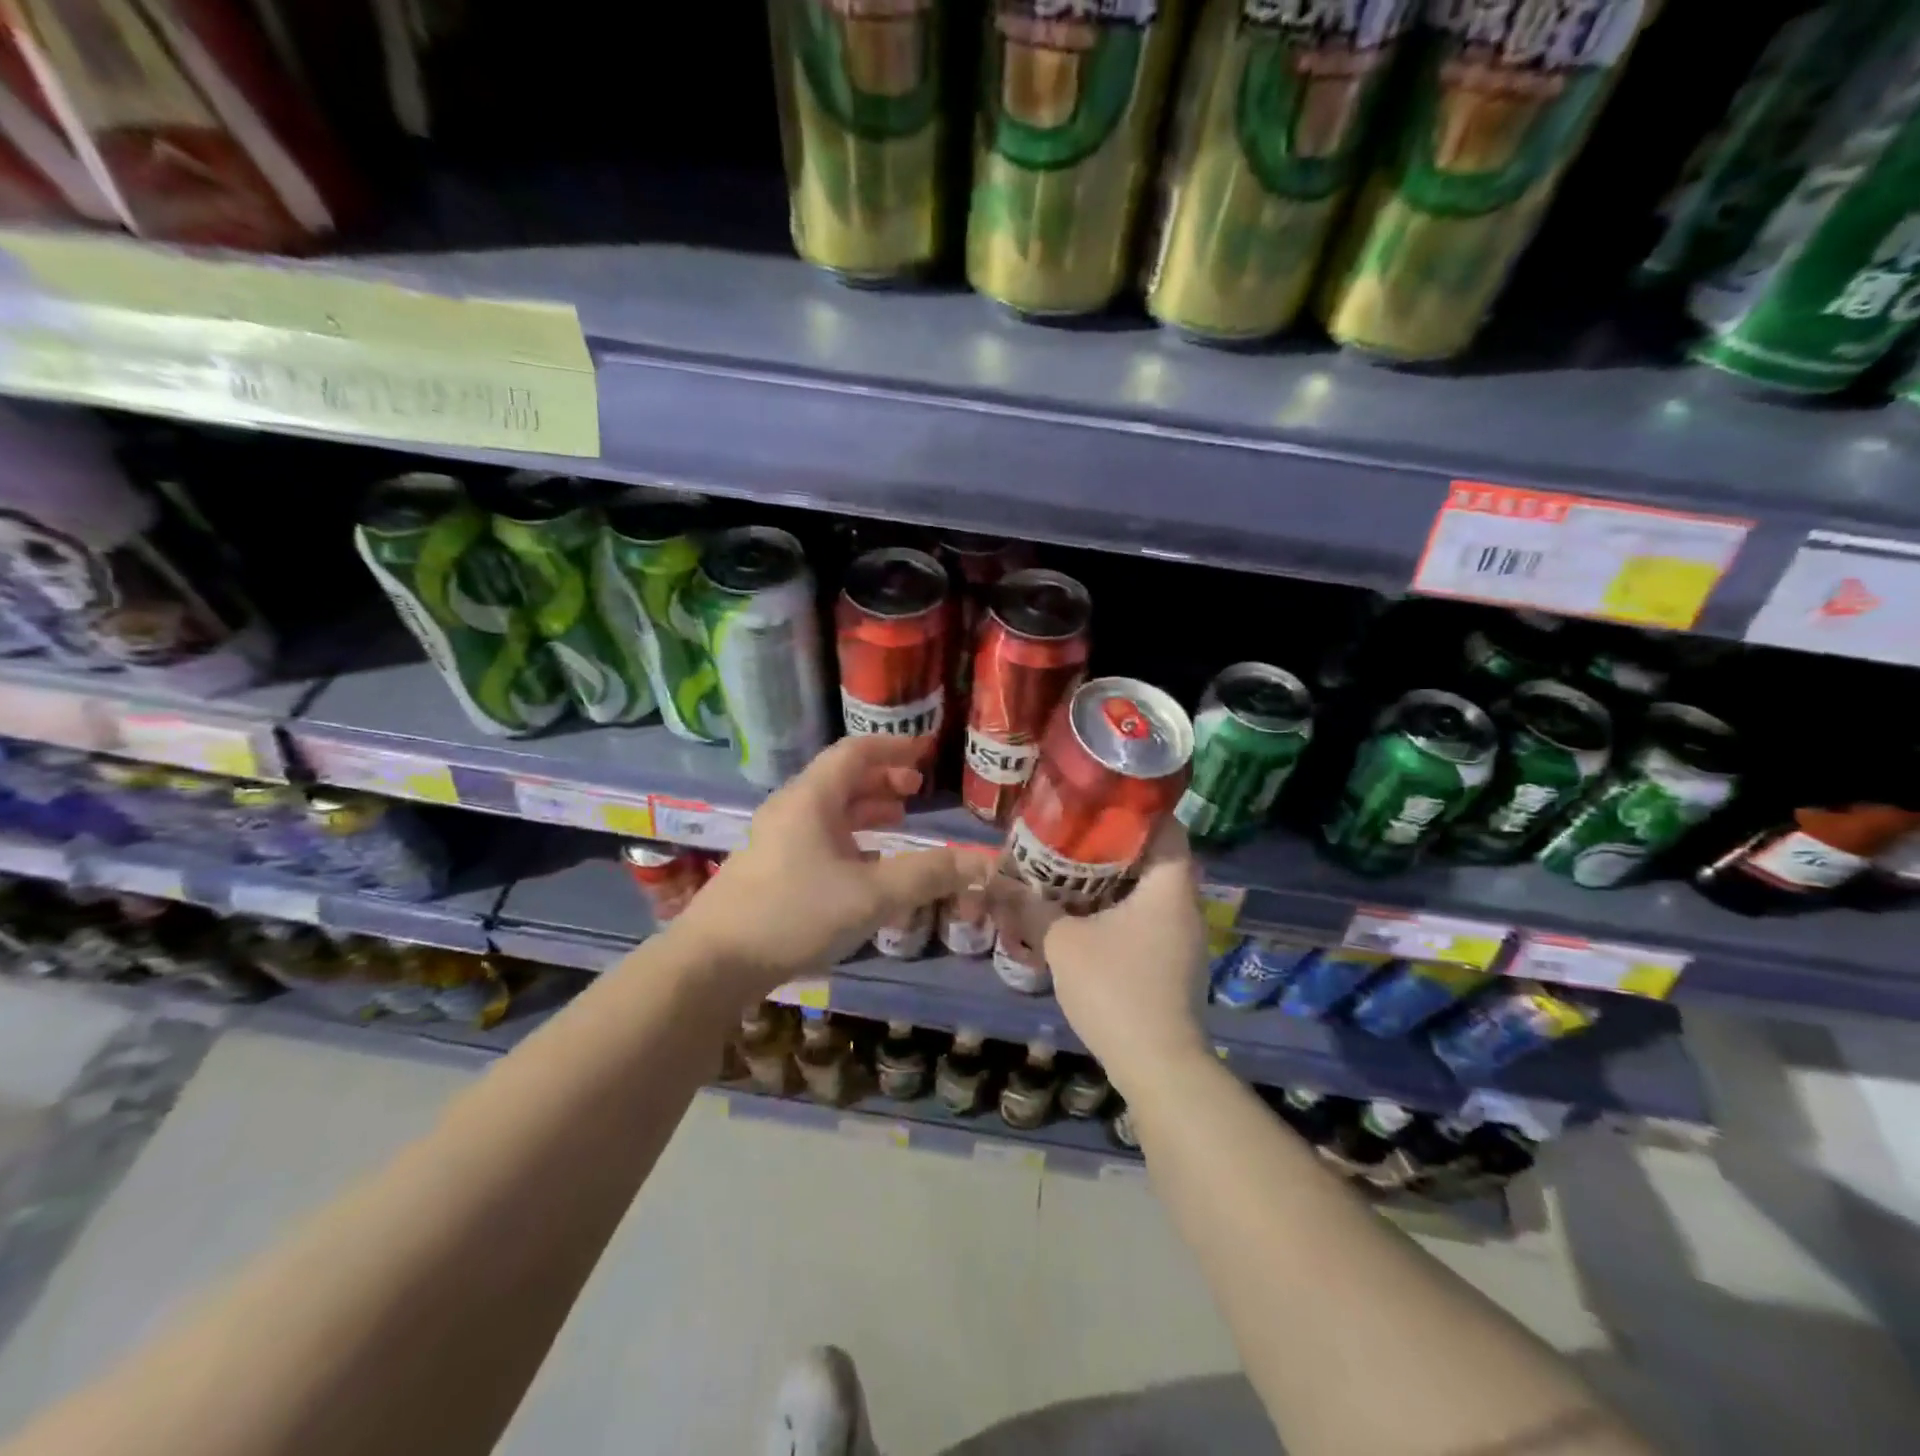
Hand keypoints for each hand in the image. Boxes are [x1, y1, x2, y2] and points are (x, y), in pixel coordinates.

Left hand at [669, 736, 994, 996]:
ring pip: (828, 810)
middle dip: (882, 779)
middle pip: (841, 778)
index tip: (926, 750)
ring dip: (865, 808)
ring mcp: (775, 840)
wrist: (712, 963)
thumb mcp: (870, 895)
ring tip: (898, 820)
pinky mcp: (768, 869)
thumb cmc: (794, 914)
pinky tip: (864, 866)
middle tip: (917, 789)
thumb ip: (928, 875)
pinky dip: (848, 837)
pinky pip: (817, 836)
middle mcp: (791, 809)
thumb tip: (985, 862)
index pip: (856, 752)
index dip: (894, 747)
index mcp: (811, 799)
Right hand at [991, 822, 1209, 1091]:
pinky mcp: (1175, 965)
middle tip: (1073, 835)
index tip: (1100, 802)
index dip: (1136, 810)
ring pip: (1151, 893)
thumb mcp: (1064, 943)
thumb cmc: (1116, 990)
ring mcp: (1184, 939)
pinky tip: (1088, 917)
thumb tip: (998, 884)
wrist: (1158, 1066)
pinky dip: (1122, 910)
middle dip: (1116, 846)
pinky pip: (1150, 920)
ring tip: (1073, 870)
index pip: (1167, 828)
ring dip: (1116, 881)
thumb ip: (1032, 909)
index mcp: (1168, 889)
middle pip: (1156, 859)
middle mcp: (1185, 907)